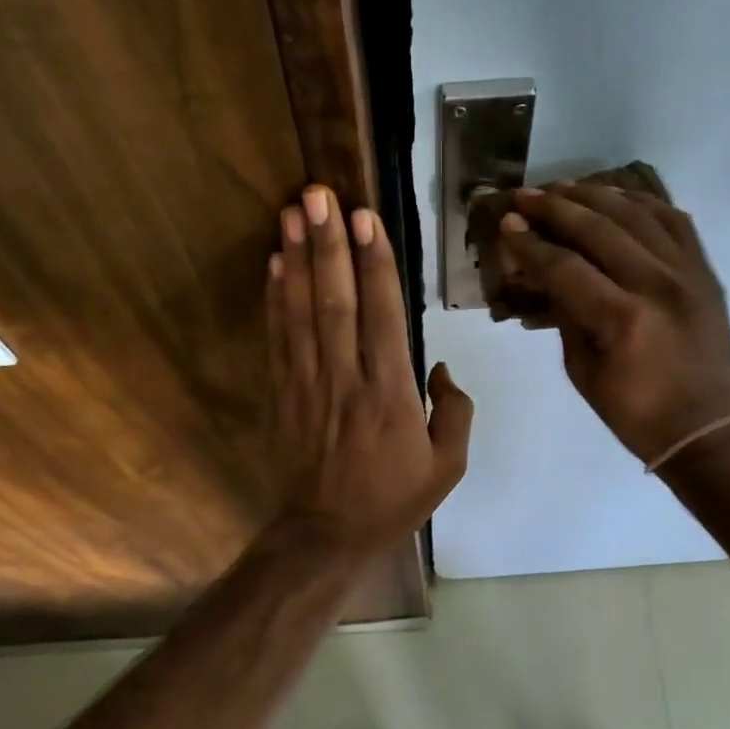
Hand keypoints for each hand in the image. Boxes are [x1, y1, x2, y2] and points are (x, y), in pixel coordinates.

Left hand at [269, 185, 472, 551]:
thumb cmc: (393, 499)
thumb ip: (455, 412)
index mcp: (392, 394)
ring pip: (302, 312)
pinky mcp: (283, 394)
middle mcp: (347, 379)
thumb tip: (439, 368)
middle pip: (336, 301)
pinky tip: (274, 264)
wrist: (326, 534)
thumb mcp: (448, 466)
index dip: (374, 264)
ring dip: (297, 259)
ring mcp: (309, 385)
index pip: (383, 315)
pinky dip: (275, 299)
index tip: (366, 218)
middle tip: (319, 194)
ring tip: (291, 212)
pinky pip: (278, 339)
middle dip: (328, 244)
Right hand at [498, 183, 729, 465]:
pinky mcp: (705, 272)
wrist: (705, 428)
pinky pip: (673, 220)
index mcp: (622, 319)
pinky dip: (641, 203)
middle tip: (524, 196)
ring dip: (594, 195)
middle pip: (599, 228)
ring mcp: (687, 273)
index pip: (565, 265)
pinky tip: (616, 197)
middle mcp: (657, 285)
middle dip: (554, 208)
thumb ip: (565, 314)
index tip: (506, 224)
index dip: (530, 243)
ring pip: (636, 214)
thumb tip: (546, 271)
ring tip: (562, 188)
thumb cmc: (634, 412)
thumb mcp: (582, 370)